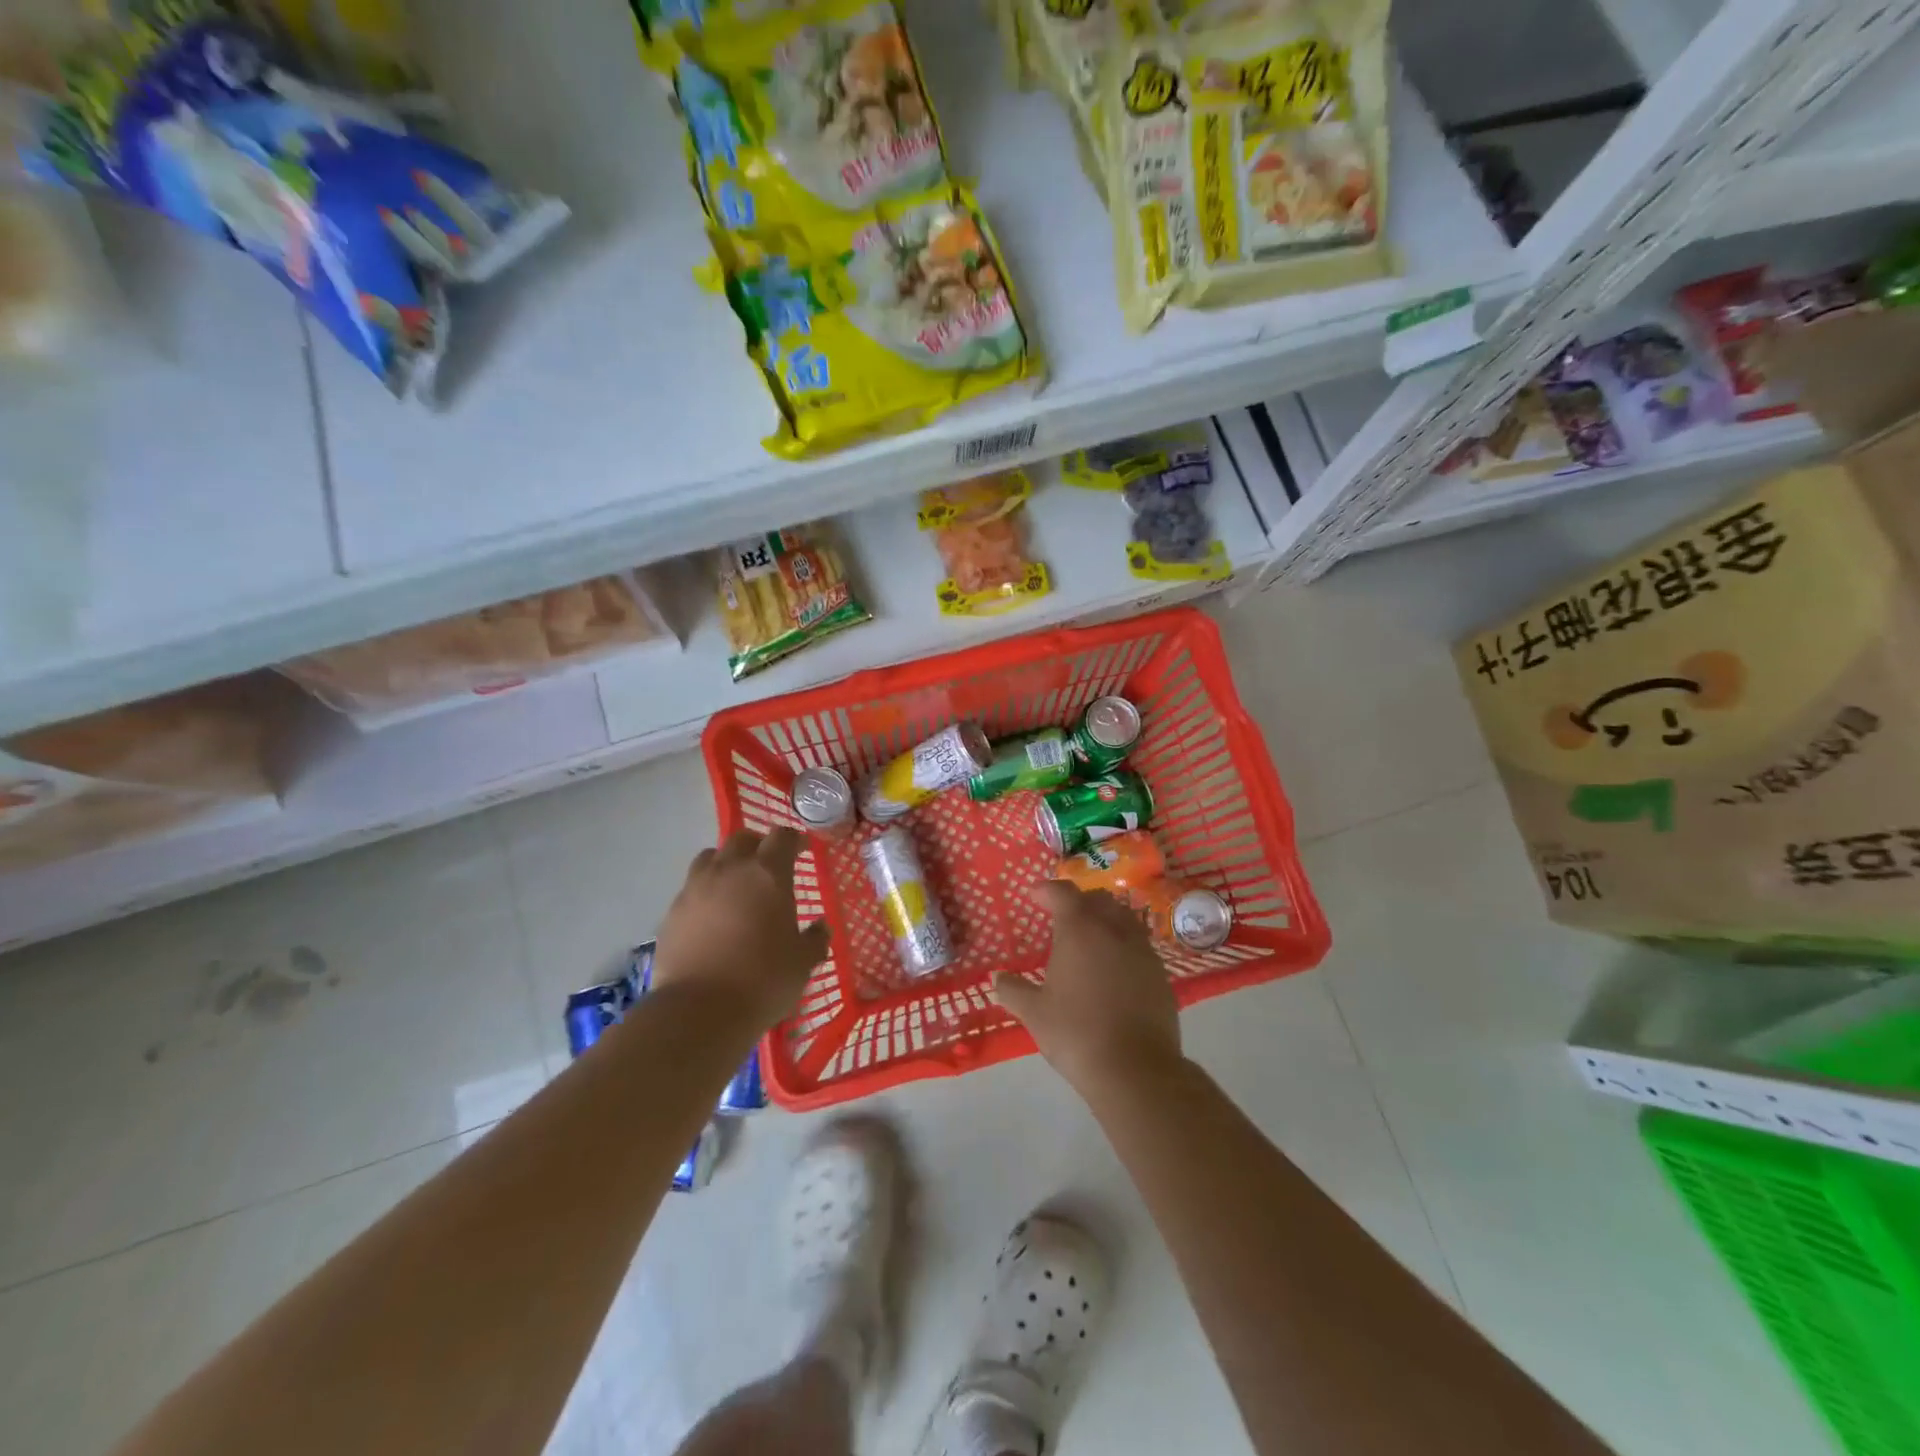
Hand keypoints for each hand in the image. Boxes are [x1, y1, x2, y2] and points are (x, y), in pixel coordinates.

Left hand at [650, 828, 830, 1031]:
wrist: (698, 1012)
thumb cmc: (763, 980)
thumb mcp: (803, 962)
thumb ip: (815, 939)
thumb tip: (820, 927)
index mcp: (768, 874)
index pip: (782, 837)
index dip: (794, 840)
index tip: (802, 850)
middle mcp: (730, 870)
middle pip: (742, 839)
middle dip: (757, 846)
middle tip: (767, 866)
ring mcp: (695, 888)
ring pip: (710, 857)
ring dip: (726, 863)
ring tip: (734, 885)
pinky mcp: (672, 912)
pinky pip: (691, 889)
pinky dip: (704, 893)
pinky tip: (711, 917)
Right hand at [992, 881, 1181, 1094]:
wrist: (1135, 1069)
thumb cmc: (1076, 1033)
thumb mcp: (1034, 1013)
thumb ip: (1013, 990)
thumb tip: (997, 978)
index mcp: (1079, 930)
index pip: (1063, 893)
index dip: (1047, 890)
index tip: (1035, 895)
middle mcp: (1113, 929)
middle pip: (1098, 899)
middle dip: (1079, 901)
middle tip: (1062, 915)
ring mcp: (1142, 950)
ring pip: (1123, 918)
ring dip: (1105, 919)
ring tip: (1090, 938)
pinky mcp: (1161, 974)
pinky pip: (1139, 945)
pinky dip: (1123, 945)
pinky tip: (1113, 968)